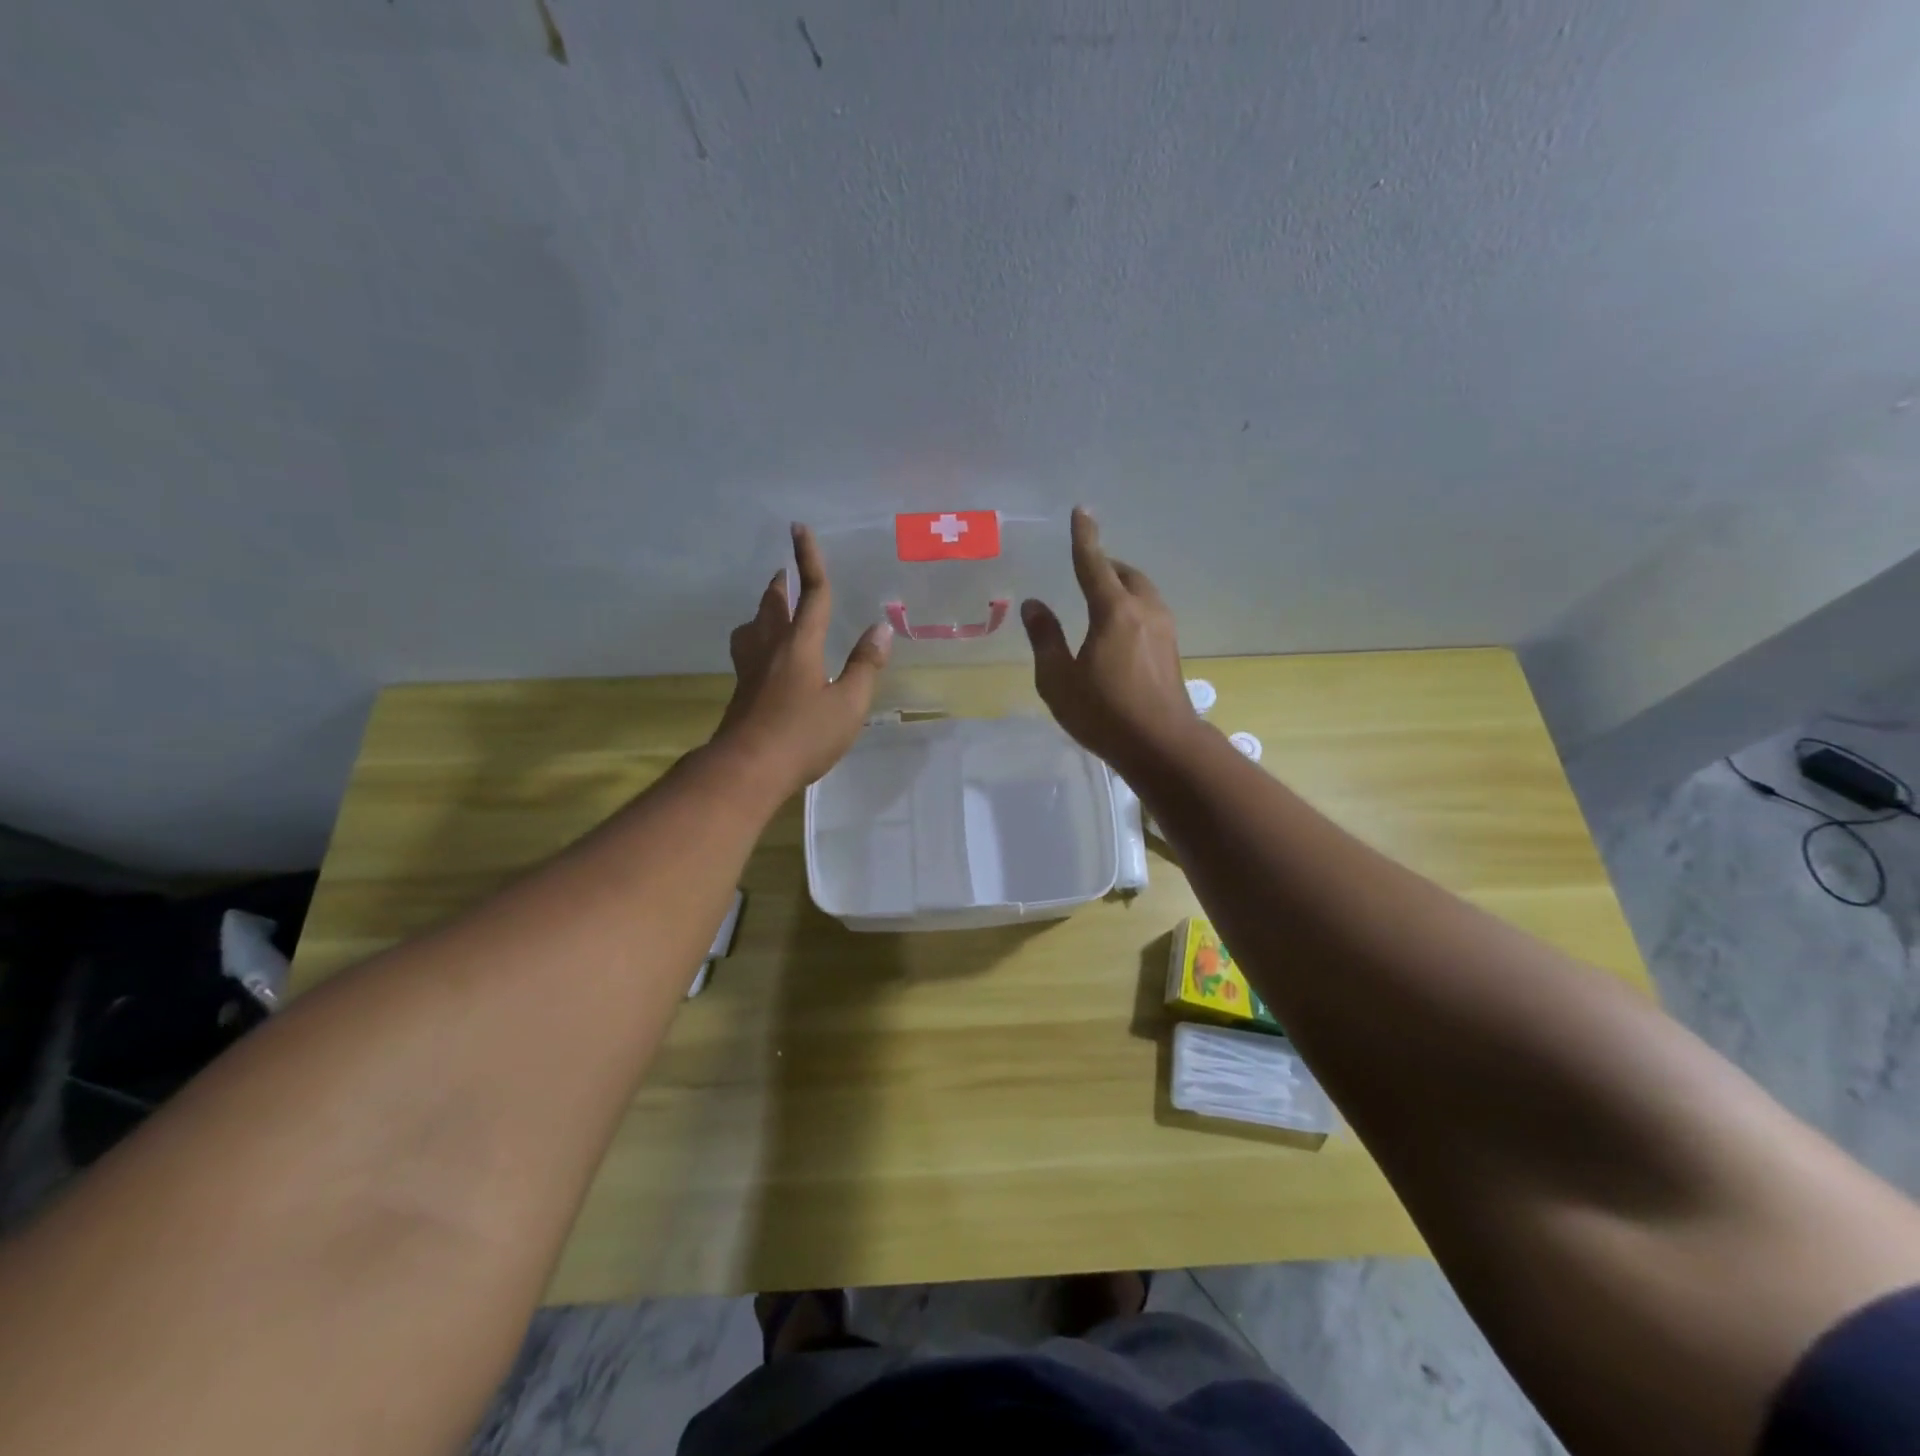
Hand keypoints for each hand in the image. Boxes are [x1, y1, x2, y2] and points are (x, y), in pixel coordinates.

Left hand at [712, 524, 892, 791]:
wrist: (747, 769)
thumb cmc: (803, 736)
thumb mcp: (848, 705)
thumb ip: (865, 666)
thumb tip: (880, 629)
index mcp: (800, 645)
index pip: (811, 594)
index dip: (809, 560)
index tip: (799, 528)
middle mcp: (771, 648)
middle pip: (773, 605)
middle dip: (783, 584)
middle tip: (787, 572)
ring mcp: (751, 669)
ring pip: (753, 625)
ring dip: (764, 609)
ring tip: (774, 609)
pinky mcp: (742, 690)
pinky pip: (747, 649)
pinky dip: (756, 637)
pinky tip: (764, 656)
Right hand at [1021, 507, 1199, 774]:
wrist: (1162, 745)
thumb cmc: (1104, 713)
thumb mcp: (1059, 680)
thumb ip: (1045, 638)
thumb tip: (1034, 605)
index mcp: (1113, 611)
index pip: (1093, 564)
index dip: (1084, 537)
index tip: (1081, 512)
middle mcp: (1143, 611)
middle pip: (1125, 573)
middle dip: (1105, 564)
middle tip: (1086, 568)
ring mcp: (1164, 630)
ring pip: (1142, 592)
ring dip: (1122, 585)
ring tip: (1100, 597)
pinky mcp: (1172, 649)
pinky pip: (1149, 612)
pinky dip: (1132, 606)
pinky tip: (1119, 629)